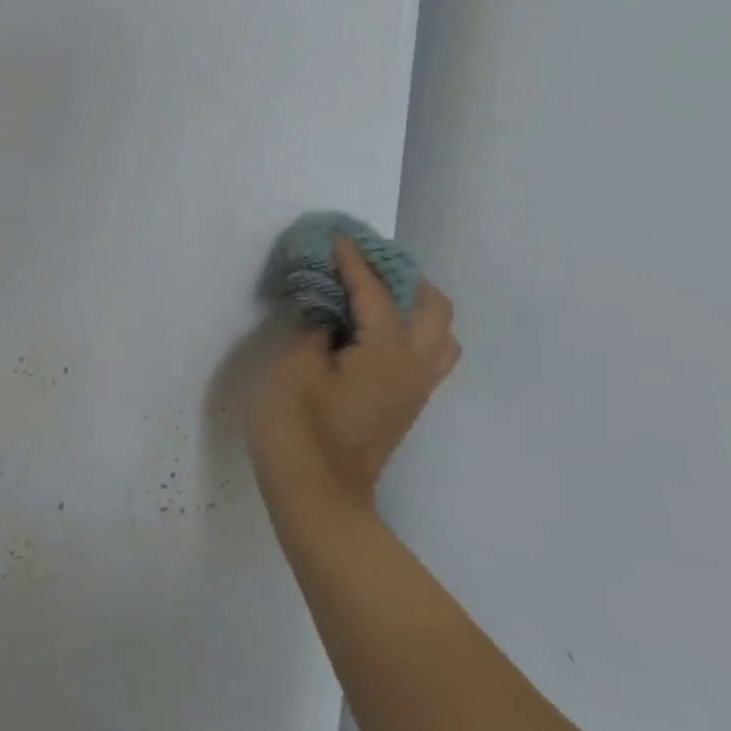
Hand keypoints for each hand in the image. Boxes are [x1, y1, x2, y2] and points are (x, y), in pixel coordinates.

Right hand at [249, 236, 458, 512]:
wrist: (317, 494)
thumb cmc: (298, 429)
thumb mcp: (293, 369)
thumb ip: (313, 329)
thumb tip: (327, 312)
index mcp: (389, 352)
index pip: (374, 292)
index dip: (352, 260)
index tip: (335, 235)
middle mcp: (415, 365)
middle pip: (430, 305)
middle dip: (399, 276)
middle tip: (358, 265)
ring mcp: (415, 387)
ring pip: (437, 331)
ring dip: (410, 303)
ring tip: (369, 295)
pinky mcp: (404, 403)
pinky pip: (424, 351)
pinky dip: (405, 327)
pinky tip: (368, 332)